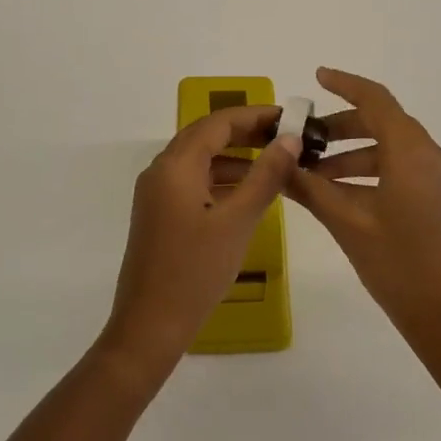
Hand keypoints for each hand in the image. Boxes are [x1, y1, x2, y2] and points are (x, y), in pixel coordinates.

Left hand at [99, 105, 301, 378]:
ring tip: (274, 162)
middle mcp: (161, 171)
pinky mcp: (159, 214)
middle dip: (245, 132)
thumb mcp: (238, 221)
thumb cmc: (195, 271)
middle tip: (285, 136)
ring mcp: (156, 193)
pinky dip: (221, 178)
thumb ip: (265, 176)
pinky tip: (247, 193)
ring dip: (234, 156)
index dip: (254, 115)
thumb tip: (290, 139)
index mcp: (175, 165)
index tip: (289, 117)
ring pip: (199, 159)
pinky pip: (193, 181)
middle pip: (206, 136)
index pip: (218, 122)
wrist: (150, 325)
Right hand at [287, 69, 440, 370]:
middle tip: (303, 141)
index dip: (345, 84)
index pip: (376, 100)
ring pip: (392, 150)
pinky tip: (342, 196)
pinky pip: (404, 171)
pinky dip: (372, 173)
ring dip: (353, 156)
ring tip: (314, 176)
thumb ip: (311, 189)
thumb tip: (278, 163)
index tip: (316, 78)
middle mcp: (433, 156)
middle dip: (341, 128)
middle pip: (384, 124)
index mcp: (412, 153)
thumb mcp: (349, 225)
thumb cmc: (401, 268)